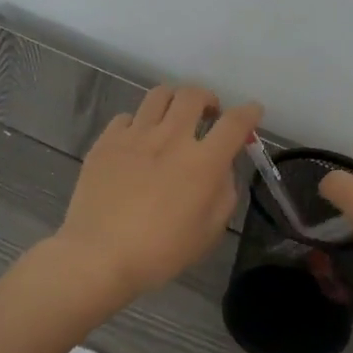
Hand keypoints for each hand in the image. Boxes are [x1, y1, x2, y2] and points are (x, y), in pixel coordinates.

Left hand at [55, 84, 263, 301]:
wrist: (98, 256)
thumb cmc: (161, 252)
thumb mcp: (209, 231)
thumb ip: (224, 193)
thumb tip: (221, 169)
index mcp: (203, 162)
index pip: (235, 123)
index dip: (249, 112)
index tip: (253, 112)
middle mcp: (171, 138)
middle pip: (194, 95)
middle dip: (208, 99)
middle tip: (208, 115)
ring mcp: (135, 136)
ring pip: (160, 95)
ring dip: (174, 101)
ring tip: (174, 118)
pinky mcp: (106, 142)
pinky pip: (126, 117)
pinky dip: (139, 123)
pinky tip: (138, 141)